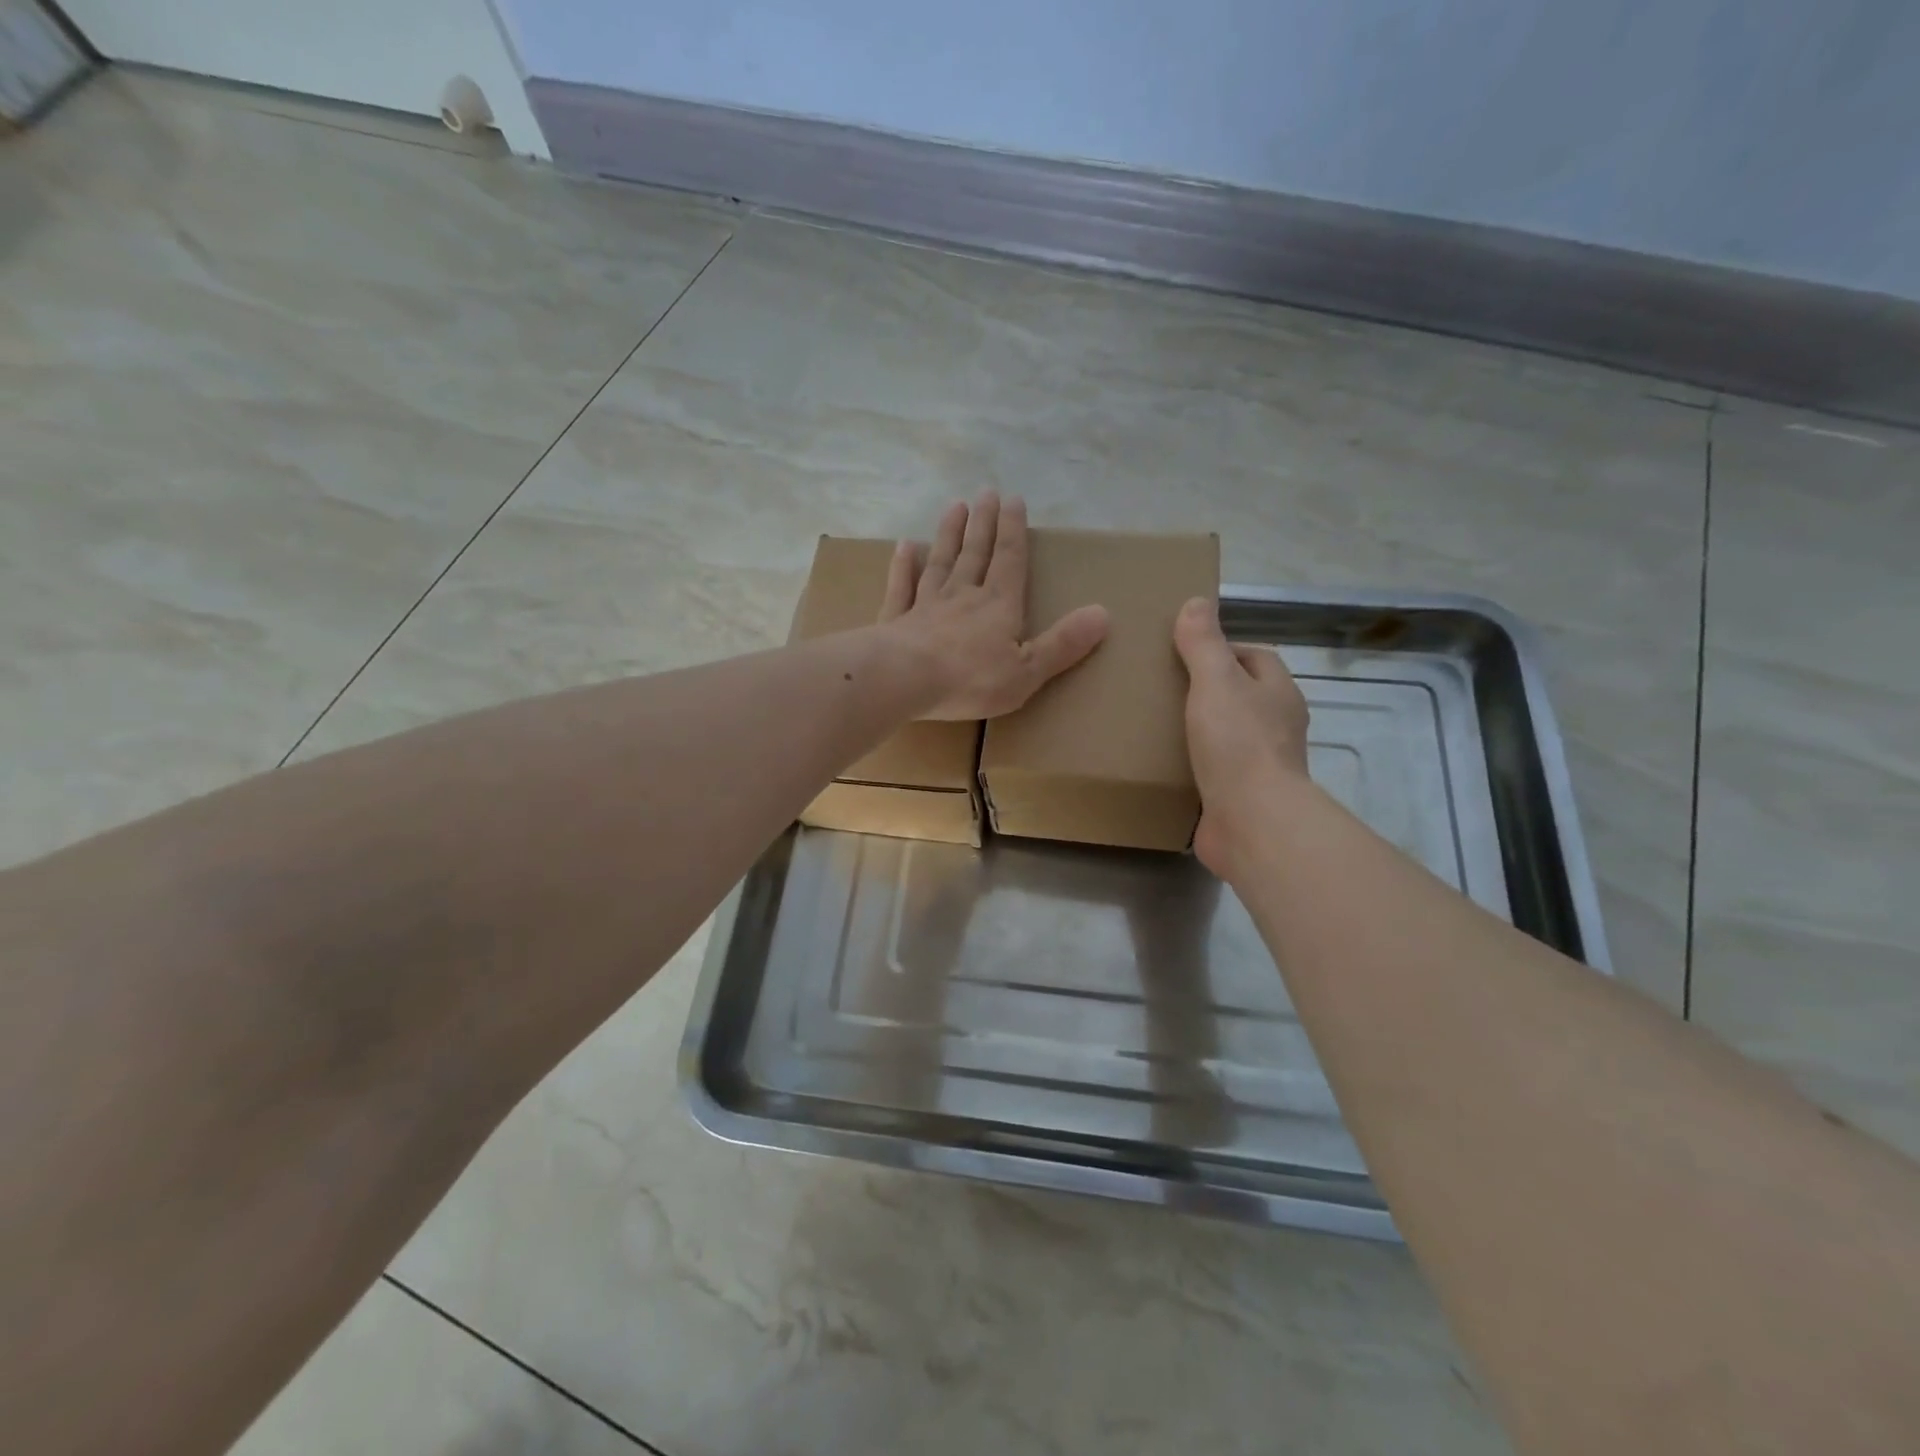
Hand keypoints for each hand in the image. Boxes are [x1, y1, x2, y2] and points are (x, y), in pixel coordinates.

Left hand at [881, 492, 1108, 720]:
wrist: (904, 680)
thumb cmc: (971, 680)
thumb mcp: (1028, 670)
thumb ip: (1063, 643)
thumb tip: (1103, 614)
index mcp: (998, 605)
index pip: (1009, 559)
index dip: (1013, 530)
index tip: (1013, 499)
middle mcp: (962, 595)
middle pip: (974, 552)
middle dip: (982, 522)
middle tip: (985, 492)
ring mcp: (925, 605)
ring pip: (940, 562)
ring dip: (948, 534)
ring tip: (955, 507)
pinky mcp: (895, 621)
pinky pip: (901, 587)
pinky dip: (903, 566)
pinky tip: (904, 546)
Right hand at [1173, 596, 1310, 879]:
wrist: (1253, 823)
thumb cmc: (1238, 744)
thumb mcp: (1216, 682)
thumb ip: (1204, 644)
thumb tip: (1196, 602)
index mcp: (1278, 694)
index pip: (1255, 657)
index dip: (1224, 648)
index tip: (1184, 652)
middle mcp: (1276, 726)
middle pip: (1242, 696)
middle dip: (1208, 689)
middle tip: (1162, 687)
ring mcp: (1261, 765)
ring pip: (1228, 736)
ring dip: (1200, 730)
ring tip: (1155, 724)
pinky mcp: (1241, 798)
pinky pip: (1215, 772)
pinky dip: (1194, 767)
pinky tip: (1163, 765)